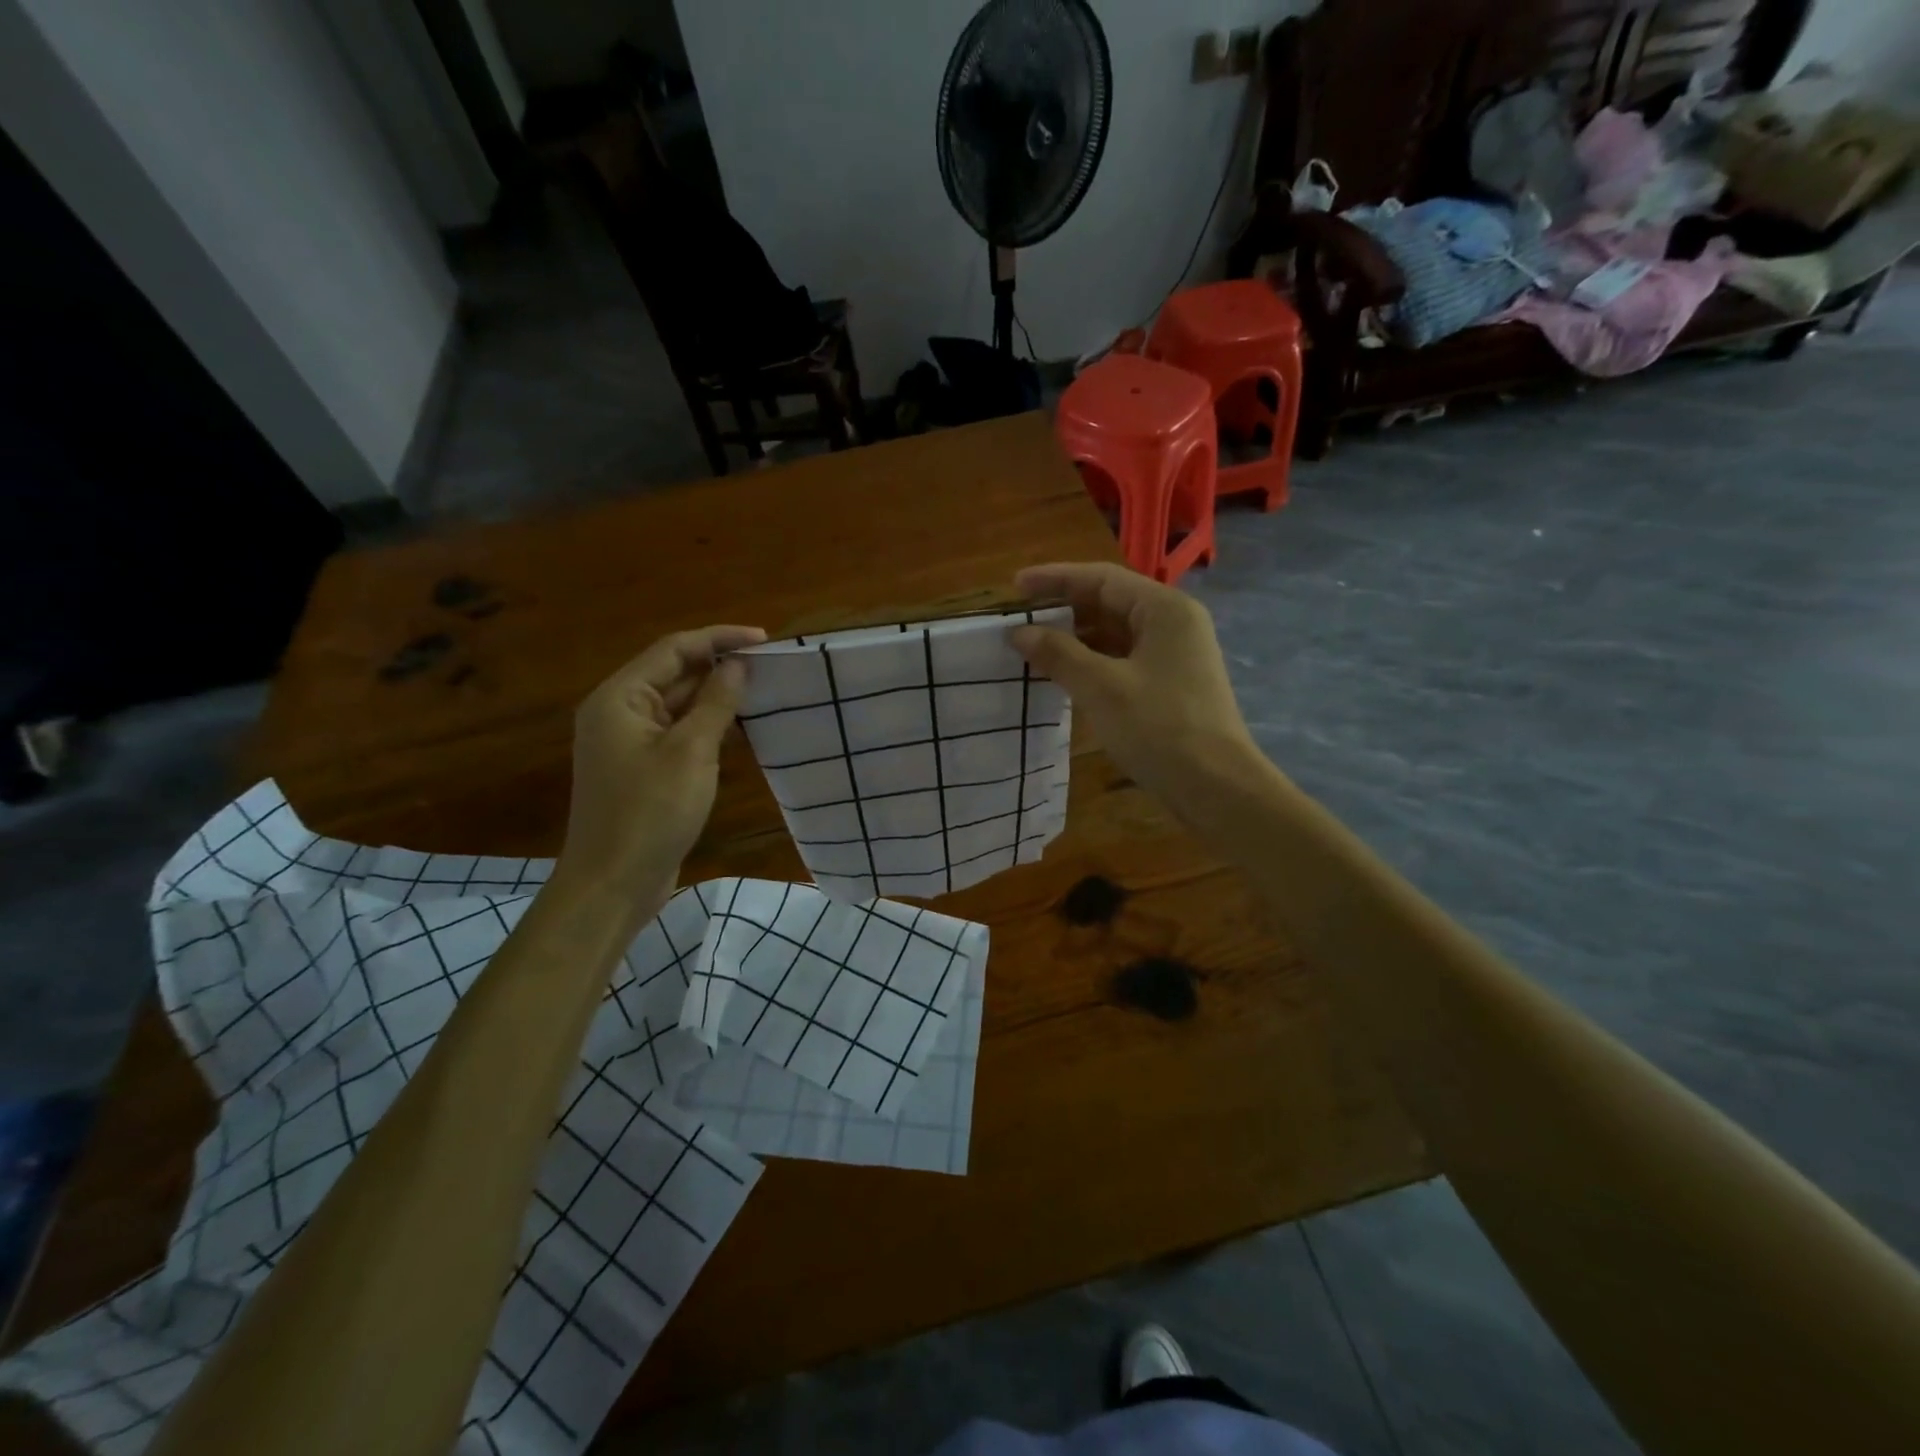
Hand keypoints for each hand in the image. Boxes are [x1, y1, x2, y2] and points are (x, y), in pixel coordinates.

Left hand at [560, 625, 766, 899]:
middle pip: (673, 674)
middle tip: (770, 666)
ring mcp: (630, 743)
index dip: (719, 639)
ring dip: (717, 698)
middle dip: (719, 667)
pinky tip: (743, 731)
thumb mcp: (691, 752)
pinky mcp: (643, 769)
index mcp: (619, 698)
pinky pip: (679, 734)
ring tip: (763, 692)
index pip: (673, 649)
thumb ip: (716, 702)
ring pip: (679, 706)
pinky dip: (709, 727)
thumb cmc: (650, 812)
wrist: (613, 884)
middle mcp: (619, 713)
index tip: (764, 640)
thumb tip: (737, 664)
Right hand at [1009, 563, 1258, 805]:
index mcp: (1164, 610)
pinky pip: (1123, 659)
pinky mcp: (1170, 684)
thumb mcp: (1102, 688)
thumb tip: (1018, 632)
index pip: (1102, 579)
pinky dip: (1091, 662)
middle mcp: (1173, 623)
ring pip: (1115, 634)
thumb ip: (1059, 654)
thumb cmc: (1160, 729)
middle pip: (1110, 602)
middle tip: (1019, 620)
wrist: (1216, 788)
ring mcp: (1174, 655)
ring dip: (1075, 639)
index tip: (1014, 587)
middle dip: (1063, 610)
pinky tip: (1062, 675)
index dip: (1055, 579)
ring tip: (1032, 648)